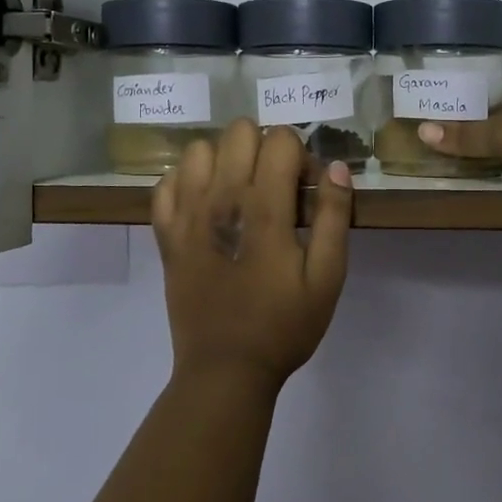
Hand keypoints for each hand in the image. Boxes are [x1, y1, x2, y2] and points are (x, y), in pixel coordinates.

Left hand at [152, 120, 352, 392]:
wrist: (225, 370)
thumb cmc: (283, 325)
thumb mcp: (327, 278)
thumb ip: (335, 216)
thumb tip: (336, 167)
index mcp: (263, 208)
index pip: (279, 139)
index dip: (300, 156)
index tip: (306, 191)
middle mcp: (220, 200)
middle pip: (239, 132)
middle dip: (264, 148)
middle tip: (276, 188)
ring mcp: (186, 215)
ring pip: (199, 148)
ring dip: (225, 159)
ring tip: (240, 193)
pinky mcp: (166, 234)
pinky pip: (167, 182)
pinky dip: (187, 181)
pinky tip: (206, 204)